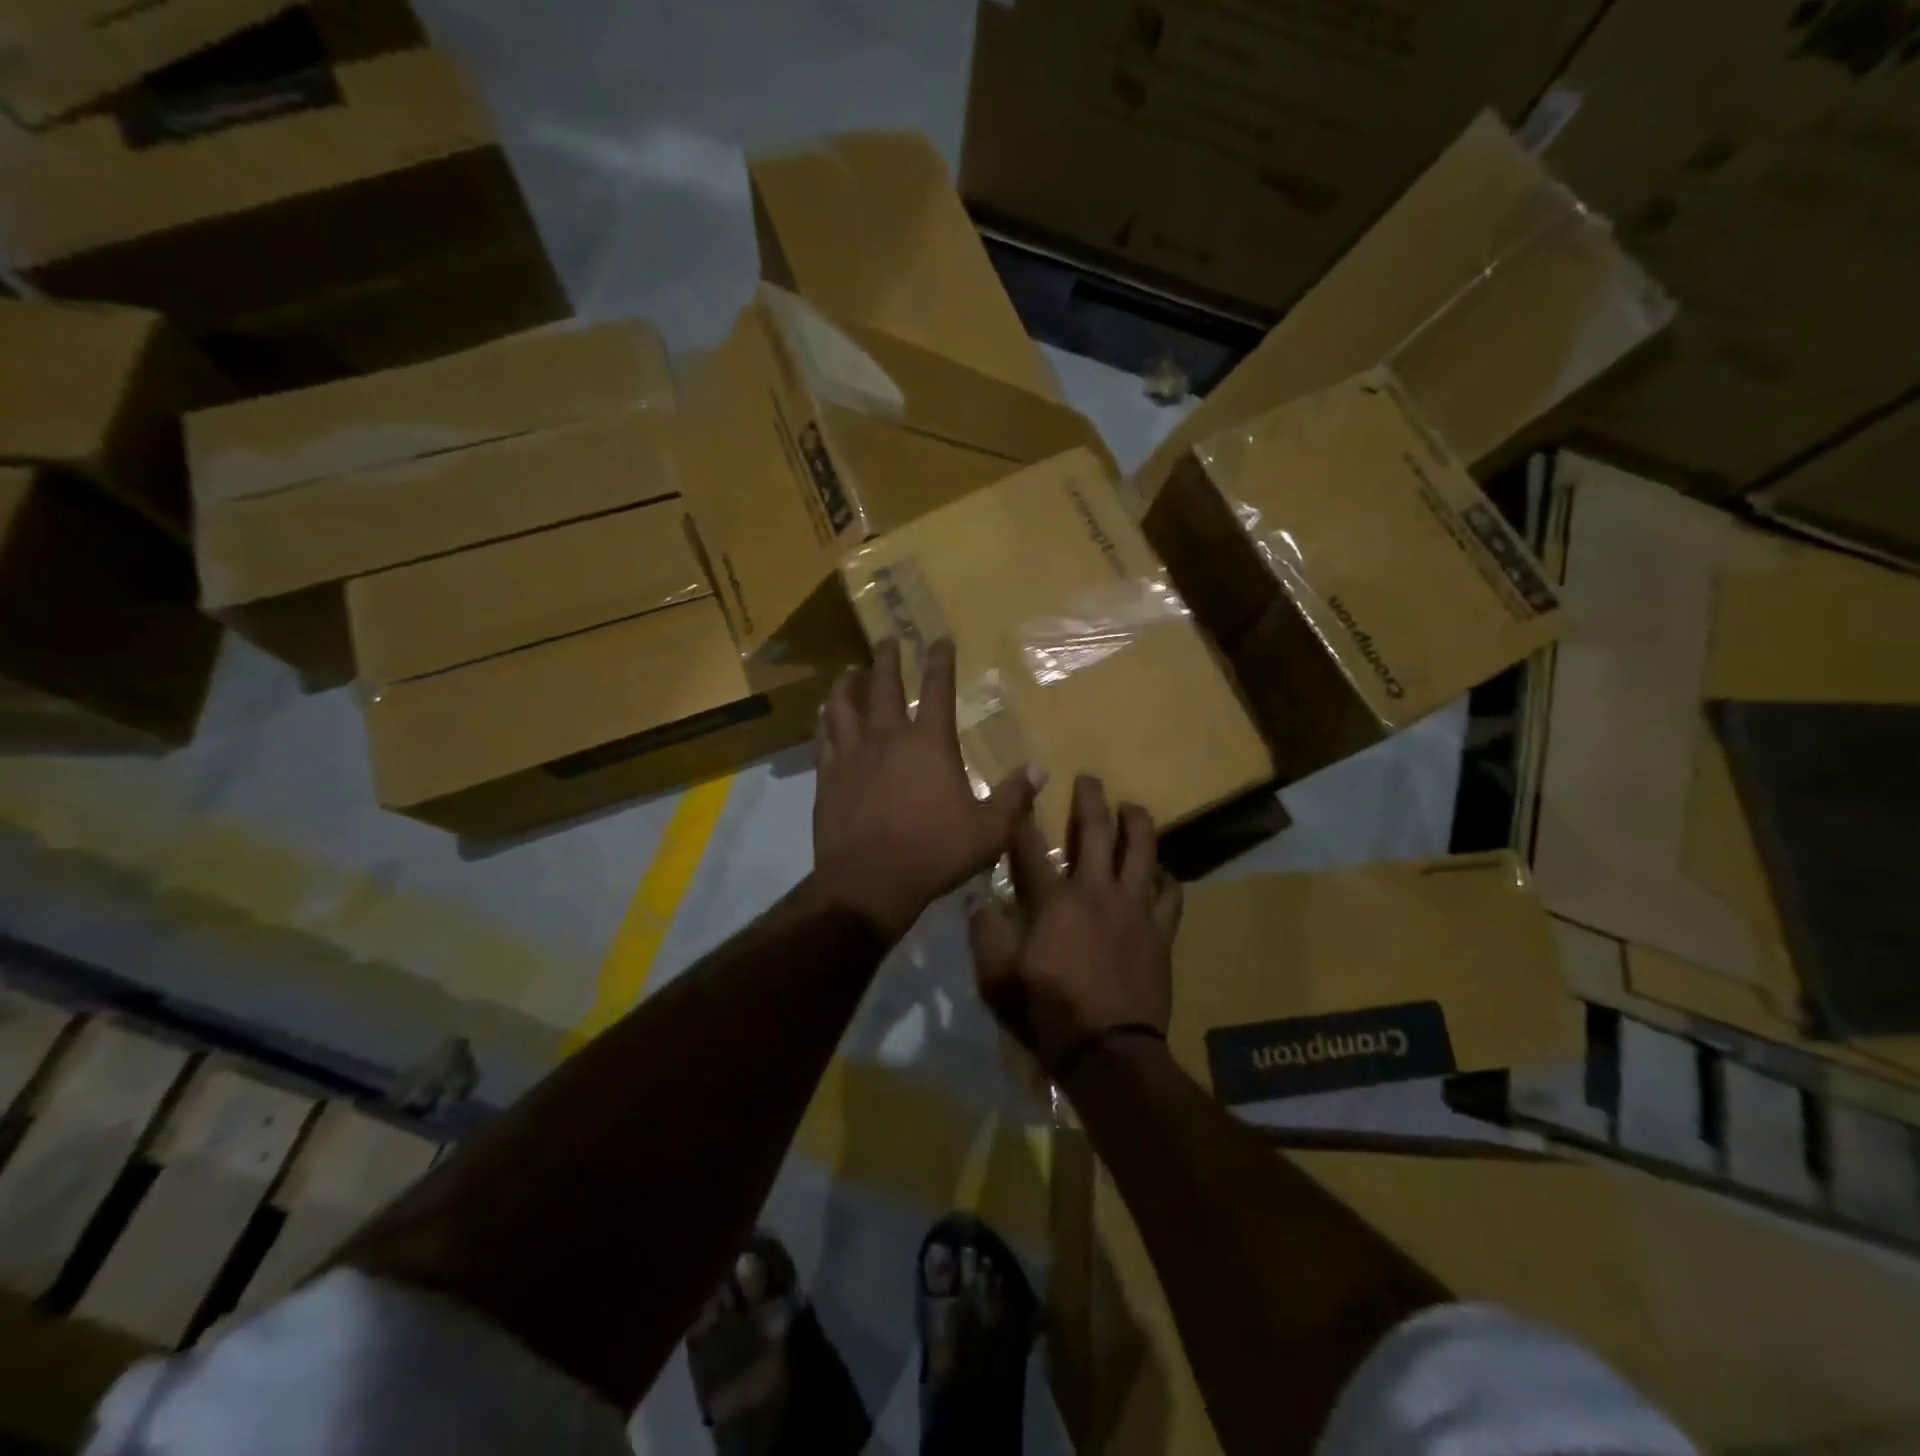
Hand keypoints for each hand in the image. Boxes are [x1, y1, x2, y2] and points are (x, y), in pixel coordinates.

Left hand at [813, 637, 1041, 941]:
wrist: (869, 881)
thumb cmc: (934, 852)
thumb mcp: (988, 830)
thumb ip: (1013, 797)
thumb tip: (1039, 770)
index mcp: (929, 743)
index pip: (938, 690)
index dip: (940, 662)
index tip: (938, 639)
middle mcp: (888, 737)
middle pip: (885, 686)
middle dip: (888, 659)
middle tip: (887, 639)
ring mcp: (852, 754)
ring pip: (845, 706)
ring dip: (849, 684)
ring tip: (850, 671)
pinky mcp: (827, 776)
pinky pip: (824, 737)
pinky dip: (825, 720)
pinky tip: (823, 714)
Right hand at [969, 775, 1183, 1076]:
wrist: (1108, 1053)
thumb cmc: (1048, 1013)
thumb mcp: (996, 978)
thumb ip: (985, 934)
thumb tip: (977, 901)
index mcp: (1054, 901)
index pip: (1031, 849)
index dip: (1022, 820)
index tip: (1020, 797)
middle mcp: (1097, 892)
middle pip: (1097, 832)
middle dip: (1091, 800)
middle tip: (1090, 779)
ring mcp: (1135, 909)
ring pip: (1143, 852)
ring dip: (1138, 824)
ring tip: (1134, 809)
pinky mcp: (1161, 932)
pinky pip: (1172, 895)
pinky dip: (1168, 878)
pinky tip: (1163, 873)